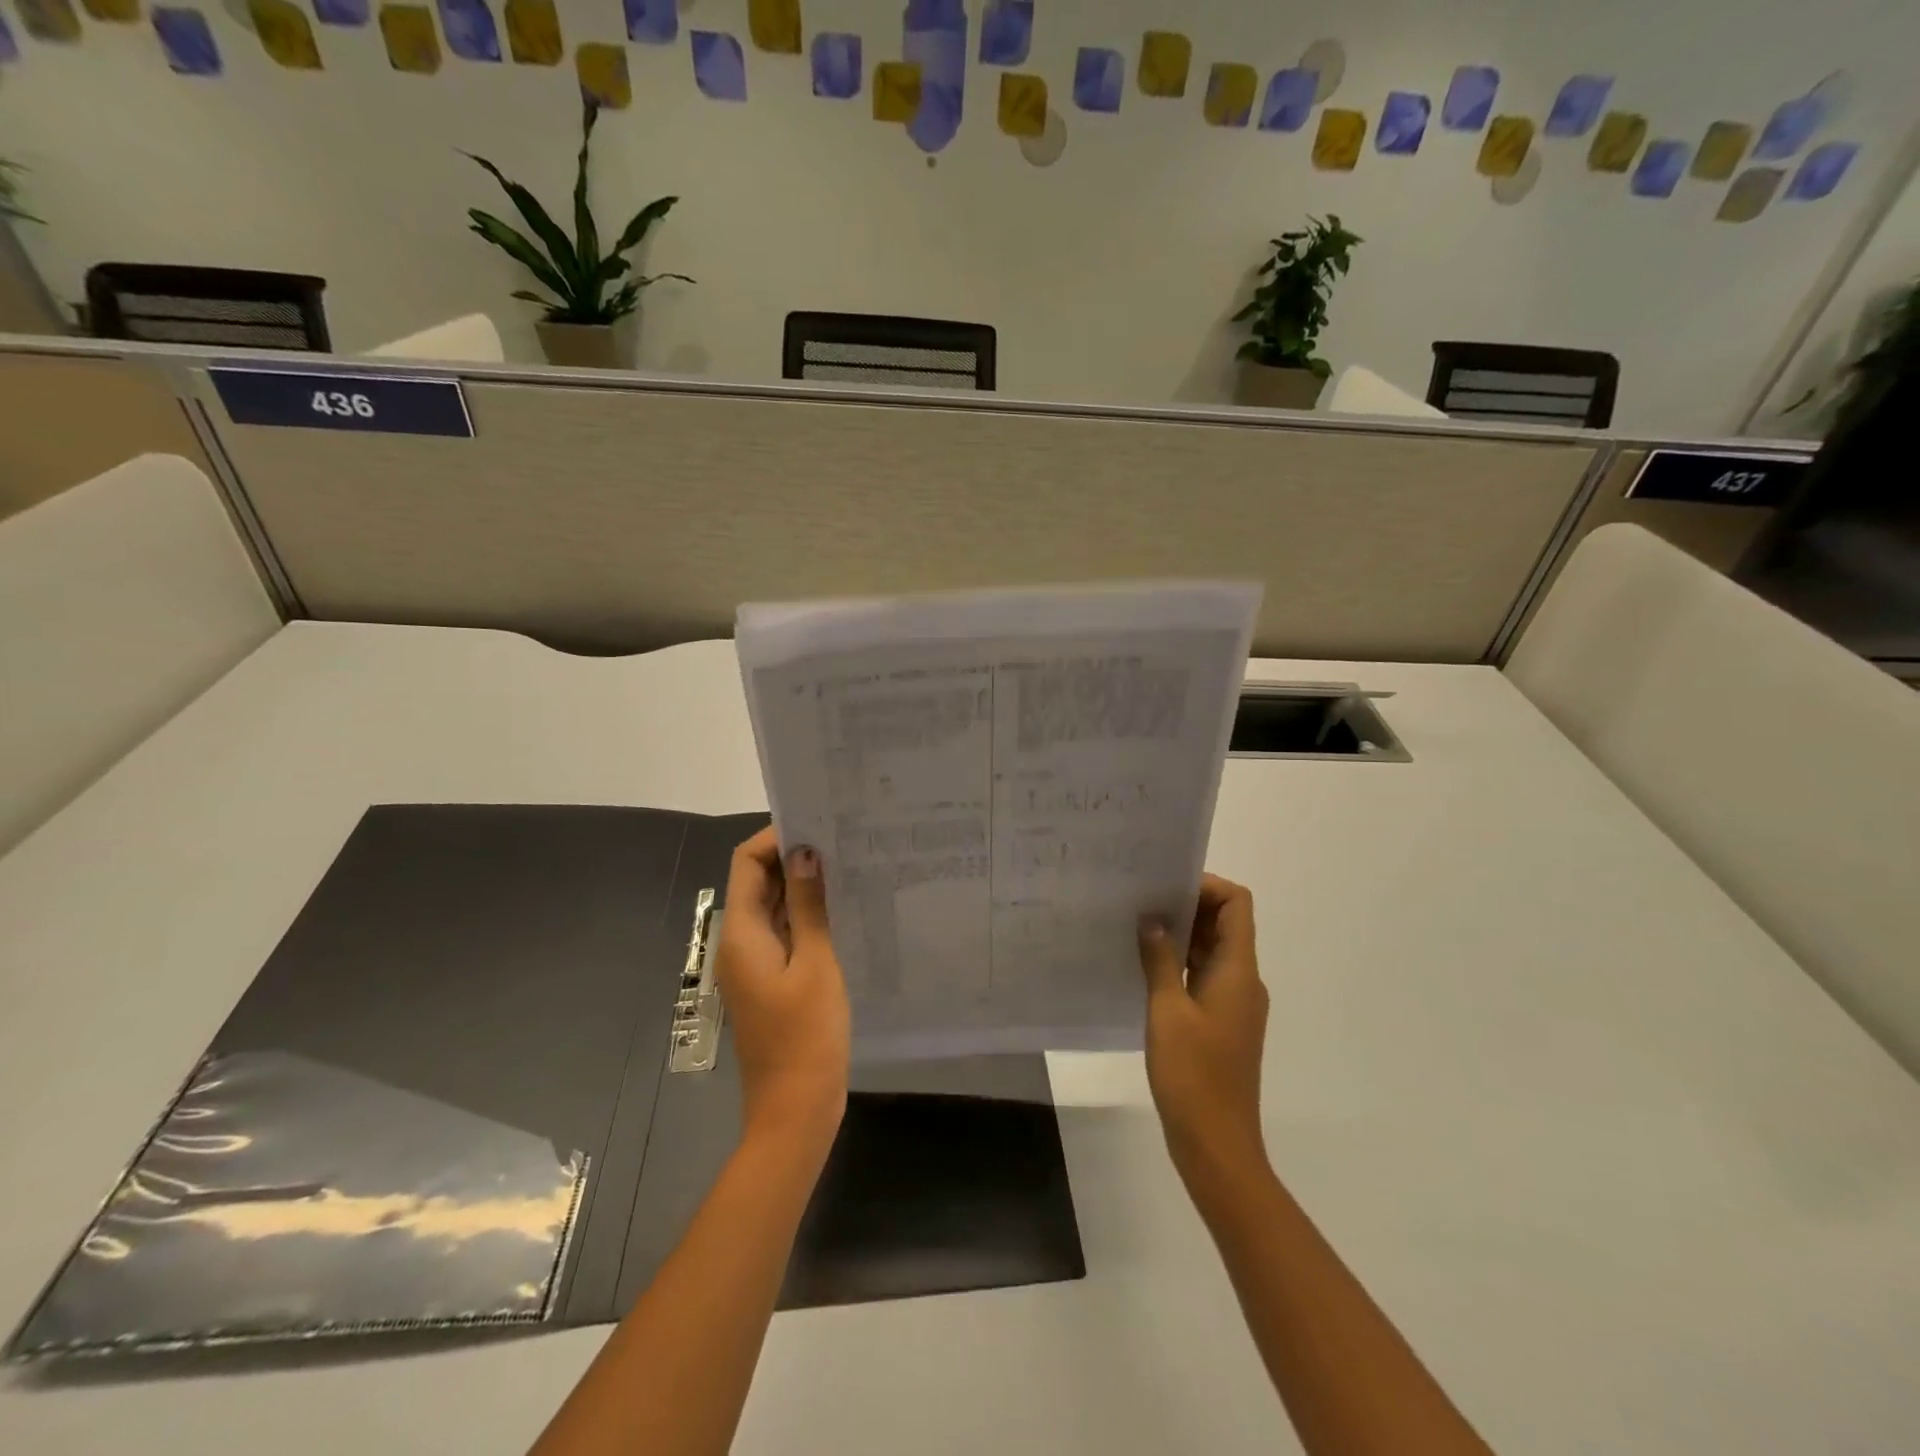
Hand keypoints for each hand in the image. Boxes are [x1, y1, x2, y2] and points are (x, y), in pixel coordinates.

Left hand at [715, 827, 850, 1149]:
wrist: (794, 1110)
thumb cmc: (807, 1035)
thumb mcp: (815, 963)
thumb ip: (808, 905)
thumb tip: (805, 852)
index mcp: (741, 934)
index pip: (746, 863)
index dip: (776, 838)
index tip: (819, 825)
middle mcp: (739, 943)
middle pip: (757, 882)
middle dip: (794, 857)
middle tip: (842, 840)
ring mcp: (754, 964)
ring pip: (772, 907)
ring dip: (802, 885)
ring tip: (847, 866)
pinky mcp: (771, 981)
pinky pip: (783, 933)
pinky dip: (805, 915)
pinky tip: (841, 908)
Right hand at [1139, 874, 1269, 1186]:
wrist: (1217, 1144)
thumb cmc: (1194, 1075)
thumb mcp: (1167, 1011)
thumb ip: (1159, 960)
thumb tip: (1152, 918)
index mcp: (1238, 971)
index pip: (1236, 904)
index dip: (1206, 886)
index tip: (1164, 887)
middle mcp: (1242, 980)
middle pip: (1224, 923)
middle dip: (1186, 906)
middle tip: (1140, 900)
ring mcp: (1233, 1003)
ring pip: (1211, 950)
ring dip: (1180, 935)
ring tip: (1135, 926)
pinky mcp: (1220, 1022)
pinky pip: (1202, 976)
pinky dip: (1178, 963)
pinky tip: (1143, 966)